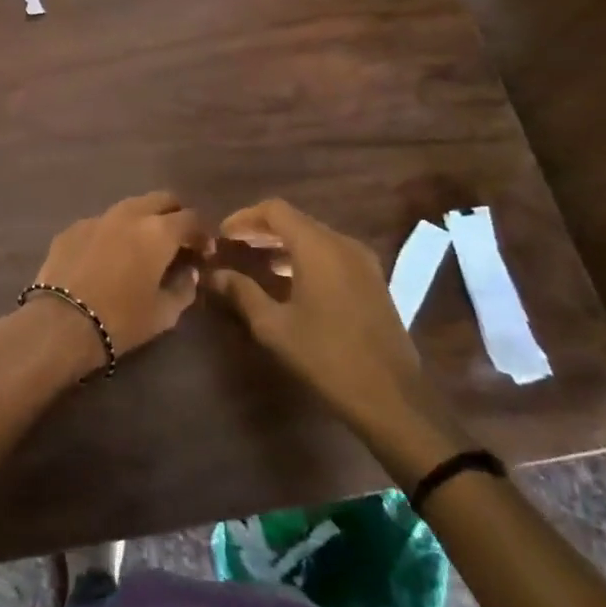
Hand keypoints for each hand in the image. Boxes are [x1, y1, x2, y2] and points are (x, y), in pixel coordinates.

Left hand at [31, 191, 205, 360]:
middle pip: (161, 199)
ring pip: (129, 207)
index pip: (191, 218)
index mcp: (158, 231)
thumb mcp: (164, 313)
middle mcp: (129, 214)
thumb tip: (189, 272)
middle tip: (177, 241)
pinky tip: (108, 257)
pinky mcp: (71, 228)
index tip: (204, 253)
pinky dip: (112, 233)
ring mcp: (97, 218)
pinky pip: (101, 223)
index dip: (202, 234)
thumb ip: (184, 288)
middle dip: (174, 215)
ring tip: (142, 247)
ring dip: (142, 221)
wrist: (61, 322)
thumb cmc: (121, 320)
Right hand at [205, 198, 451, 445]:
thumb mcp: (273, 326)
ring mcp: (363, 261)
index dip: (244, 217)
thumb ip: (242, 292)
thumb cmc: (325, 356)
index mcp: (318, 247)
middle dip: (261, 230)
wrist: (390, 396)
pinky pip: (331, 254)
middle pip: (295, 220)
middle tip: (233, 246)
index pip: (275, 210)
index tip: (222, 235)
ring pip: (315, 237)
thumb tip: (214, 274)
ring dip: (283, 244)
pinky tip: (288, 281)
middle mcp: (343, 244)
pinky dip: (305, 257)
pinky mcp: (372, 280)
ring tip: (255, 263)